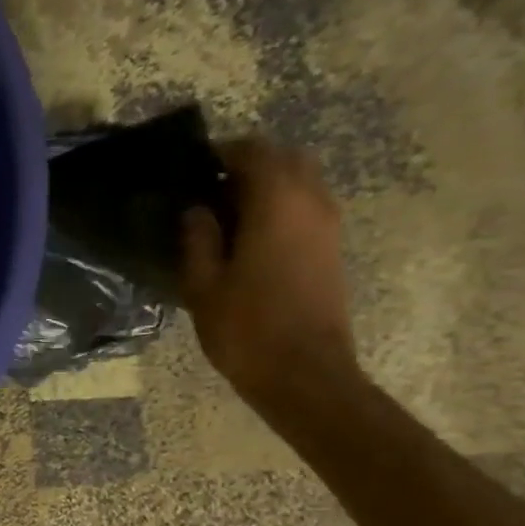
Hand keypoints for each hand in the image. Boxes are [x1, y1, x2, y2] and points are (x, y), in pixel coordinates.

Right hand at [180, 138, 358, 410]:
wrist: (304, 373)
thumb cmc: (246, 328)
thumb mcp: (203, 285)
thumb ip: (198, 239)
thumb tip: (196, 210)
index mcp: (277, 203)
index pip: (253, 151)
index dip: (222, 153)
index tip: (192, 169)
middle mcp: (311, 202)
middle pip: (286, 159)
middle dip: (249, 164)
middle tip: (209, 190)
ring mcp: (328, 225)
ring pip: (301, 181)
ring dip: (268, 186)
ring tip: (226, 214)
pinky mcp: (332, 248)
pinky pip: (307, 207)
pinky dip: (281, 207)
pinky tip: (249, 237)